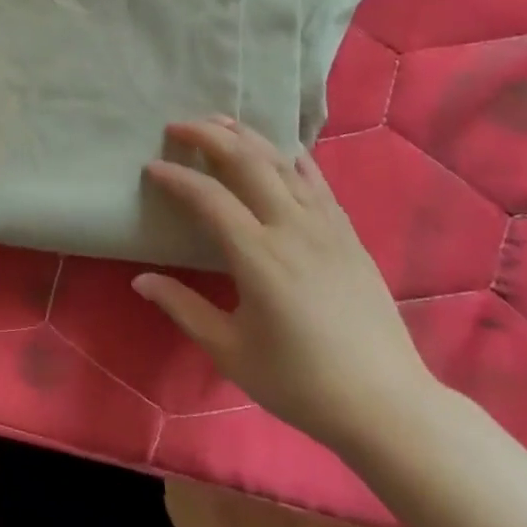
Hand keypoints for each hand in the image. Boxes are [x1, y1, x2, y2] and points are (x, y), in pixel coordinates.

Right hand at [134, 116, 437, 455]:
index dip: (176, 177)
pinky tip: (280, 149)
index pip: (208, 198)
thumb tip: (140, 279)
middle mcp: (292, 229)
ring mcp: (326, 227)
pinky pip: (317, 182)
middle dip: (209, 136)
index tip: (151, 166)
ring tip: (220, 122)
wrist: (386, 405)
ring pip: (283, 163)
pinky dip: (292, 158)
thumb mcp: (230, 351)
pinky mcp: (349, 235)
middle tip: (178, 125)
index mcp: (258, 257)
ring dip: (248, 137)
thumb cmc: (300, 383)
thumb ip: (182, 308)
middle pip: (248, 163)